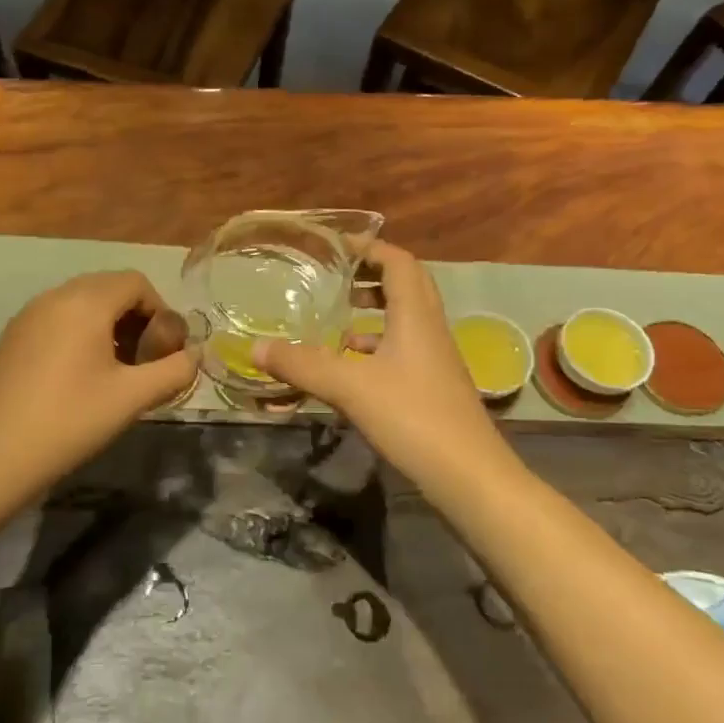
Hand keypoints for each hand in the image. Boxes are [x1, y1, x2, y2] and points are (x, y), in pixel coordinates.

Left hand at [0, 270, 195, 492]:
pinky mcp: (11, 337)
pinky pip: (56, 319)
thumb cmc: (70, 422)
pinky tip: (78, 377)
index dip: (160, 312)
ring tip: (114, 371)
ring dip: (107, 326)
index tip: (163, 352)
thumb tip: (194, 357)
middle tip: (143, 362)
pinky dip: (78, 334)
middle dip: (135, 318)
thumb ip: (174, 371)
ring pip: (81, 303)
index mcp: (85, 302)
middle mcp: (54, 297)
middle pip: (108, 288)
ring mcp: (27, 315)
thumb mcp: (132, 398)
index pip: (136, 282)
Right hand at [253, 243, 516, 501]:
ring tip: (333, 320)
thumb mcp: (350, 387)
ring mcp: (434, 359)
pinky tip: (348, 366)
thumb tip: (255, 347)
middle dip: (368, 276)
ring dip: (371, 312)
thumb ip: (302, 365)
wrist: (469, 476)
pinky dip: (374, 347)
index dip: (368, 247)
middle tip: (332, 278)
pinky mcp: (431, 386)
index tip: (334, 246)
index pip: (398, 261)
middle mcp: (429, 329)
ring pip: (402, 320)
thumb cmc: (413, 417)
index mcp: (416, 315)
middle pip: (404, 285)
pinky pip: (401, 350)